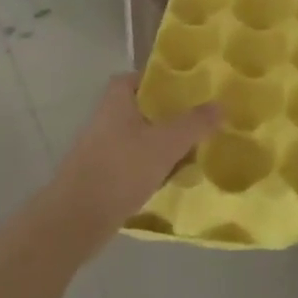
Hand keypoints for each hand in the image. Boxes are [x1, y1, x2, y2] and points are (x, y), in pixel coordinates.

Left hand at [44, 74, 218, 249]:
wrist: (76, 219)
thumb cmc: (121, 170)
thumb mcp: (166, 144)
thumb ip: (194, 123)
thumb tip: (221, 105)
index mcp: (116, 101)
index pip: (137, 78)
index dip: (160, 81)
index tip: (186, 90)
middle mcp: (105, 119)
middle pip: (142, 109)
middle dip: (169, 116)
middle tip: (198, 123)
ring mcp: (101, 149)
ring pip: (140, 138)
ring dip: (163, 145)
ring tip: (193, 152)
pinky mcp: (102, 176)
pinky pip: (133, 164)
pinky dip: (152, 168)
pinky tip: (172, 179)